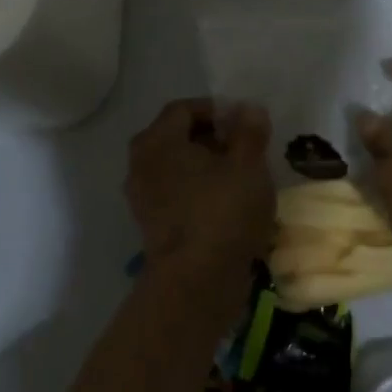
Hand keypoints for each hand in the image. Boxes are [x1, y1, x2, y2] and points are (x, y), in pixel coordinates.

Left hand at [125, 99, 274, 291]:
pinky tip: (229, 204)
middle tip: (247, 149)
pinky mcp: (153, 226)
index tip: (246, 124)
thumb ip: (250, 131)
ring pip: (178, 168)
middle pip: (178, 137)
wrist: (197, 283)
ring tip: (243, 177)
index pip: (184, 108)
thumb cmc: (223, 212)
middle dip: (214, 138)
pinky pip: (178, 194)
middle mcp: (141, 164)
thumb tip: (249, 109)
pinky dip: (200, 192)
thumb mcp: (248, 164)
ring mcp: (143, 198)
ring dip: (209, 167)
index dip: (217, 109)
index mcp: (157, 141)